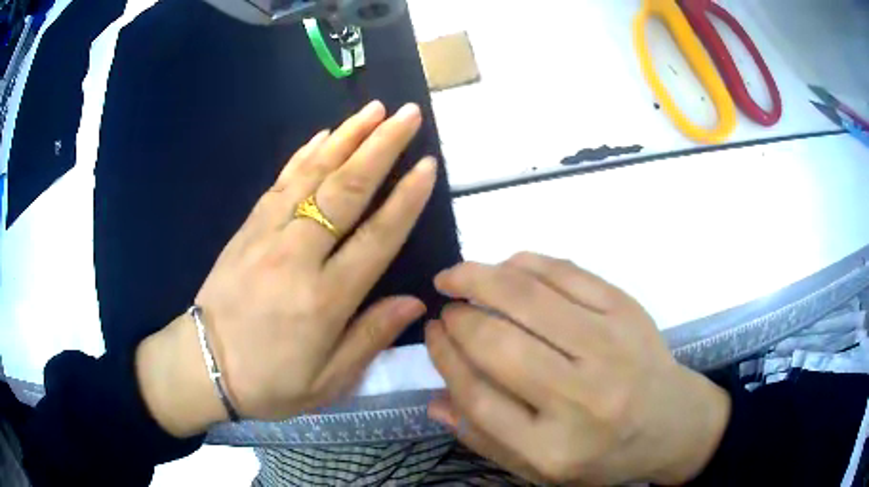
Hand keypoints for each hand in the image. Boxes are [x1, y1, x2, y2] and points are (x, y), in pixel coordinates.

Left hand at [137, 101, 437, 435]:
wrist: (202, 366)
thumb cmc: (269, 382)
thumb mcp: (327, 382)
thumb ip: (371, 338)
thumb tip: (415, 301)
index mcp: (324, 300)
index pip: (376, 237)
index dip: (405, 198)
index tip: (427, 163)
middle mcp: (297, 257)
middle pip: (345, 191)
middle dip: (381, 147)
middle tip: (407, 114)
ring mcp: (267, 236)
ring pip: (312, 176)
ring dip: (346, 138)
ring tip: (373, 110)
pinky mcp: (246, 229)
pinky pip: (279, 182)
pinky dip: (304, 154)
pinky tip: (323, 135)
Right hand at [425, 253, 730, 484]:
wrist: (672, 424)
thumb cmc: (603, 455)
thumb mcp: (540, 470)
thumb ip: (484, 439)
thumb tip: (435, 399)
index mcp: (553, 448)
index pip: (477, 396)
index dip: (444, 358)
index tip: (431, 334)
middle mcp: (582, 399)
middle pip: (498, 344)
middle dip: (458, 318)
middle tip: (445, 306)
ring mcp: (610, 347)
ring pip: (528, 298)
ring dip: (480, 277)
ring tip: (457, 275)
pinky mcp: (627, 311)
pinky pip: (567, 273)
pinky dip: (526, 263)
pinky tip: (506, 266)